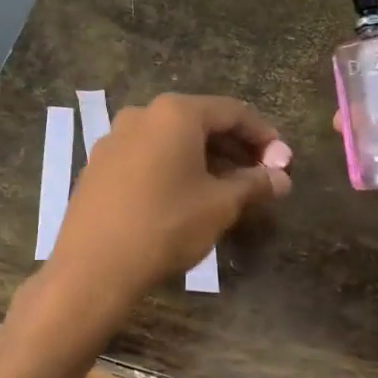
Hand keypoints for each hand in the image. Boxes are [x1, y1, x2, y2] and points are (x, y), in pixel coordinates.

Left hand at [44, 94, 291, 317]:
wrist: (94, 266)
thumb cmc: (166, 225)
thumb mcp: (220, 205)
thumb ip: (255, 185)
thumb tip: (282, 179)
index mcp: (175, 113)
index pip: (232, 112)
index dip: (263, 135)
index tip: (283, 161)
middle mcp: (142, 114)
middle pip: (200, 122)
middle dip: (234, 147)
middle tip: (259, 176)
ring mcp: (114, 139)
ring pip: (172, 140)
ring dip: (204, 159)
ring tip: (227, 189)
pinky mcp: (98, 165)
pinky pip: (147, 156)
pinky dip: (174, 168)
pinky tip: (185, 196)